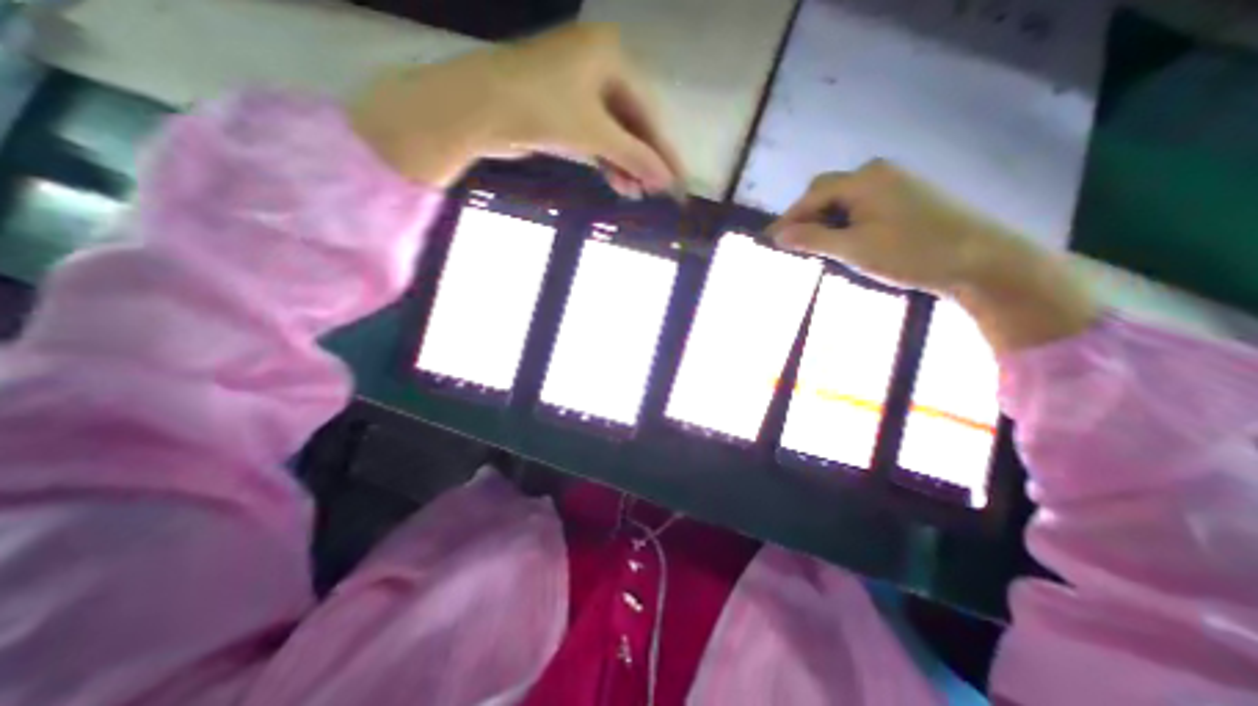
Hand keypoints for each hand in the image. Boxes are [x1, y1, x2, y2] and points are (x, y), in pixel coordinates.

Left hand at [348, 23, 682, 195]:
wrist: (478, 108)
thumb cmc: (543, 109)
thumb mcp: (596, 134)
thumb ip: (635, 157)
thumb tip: (667, 180)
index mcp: (611, 55)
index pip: (649, 111)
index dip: (665, 151)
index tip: (680, 181)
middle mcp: (598, 65)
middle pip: (632, 123)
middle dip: (643, 161)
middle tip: (656, 192)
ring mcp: (578, 88)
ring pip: (613, 133)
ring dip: (625, 164)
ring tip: (636, 193)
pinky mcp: (562, 109)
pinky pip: (595, 136)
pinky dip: (606, 160)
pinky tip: (618, 182)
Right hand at [772, 159, 1097, 353]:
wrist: (979, 259)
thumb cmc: (910, 253)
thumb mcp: (853, 249)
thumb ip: (812, 239)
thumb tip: (778, 235)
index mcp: (863, 180)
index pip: (811, 196)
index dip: (787, 219)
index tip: (769, 240)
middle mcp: (877, 172)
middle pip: (826, 191)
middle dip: (806, 217)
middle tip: (794, 245)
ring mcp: (895, 182)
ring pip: (844, 199)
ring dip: (825, 220)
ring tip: (817, 247)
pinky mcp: (906, 195)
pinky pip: (862, 203)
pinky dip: (845, 220)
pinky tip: (845, 240)